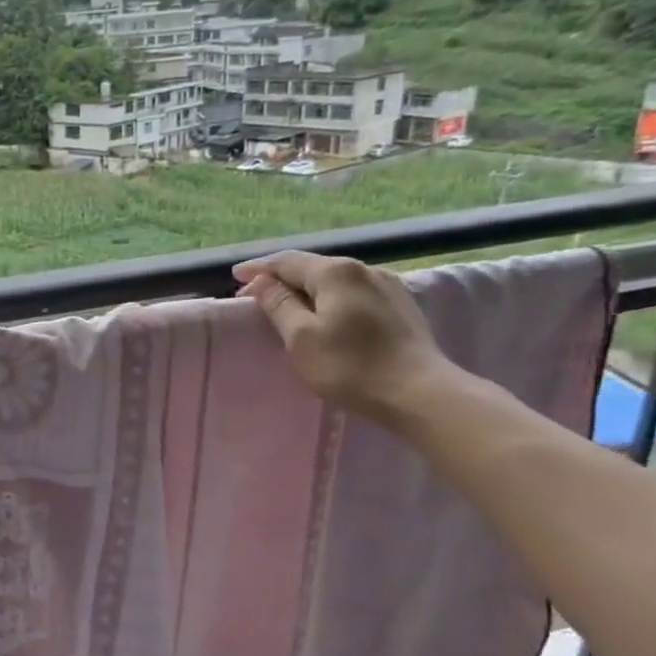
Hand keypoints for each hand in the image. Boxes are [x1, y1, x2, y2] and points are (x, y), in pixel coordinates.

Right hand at [232, 251, 453, 426]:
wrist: (420, 393)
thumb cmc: (351, 367)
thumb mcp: (301, 338)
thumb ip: (279, 305)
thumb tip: (262, 281)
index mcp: (335, 272)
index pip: (286, 262)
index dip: (258, 269)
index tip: (235, 277)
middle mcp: (363, 269)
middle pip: (312, 267)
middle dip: (282, 279)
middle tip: (256, 296)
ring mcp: (387, 286)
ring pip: (335, 280)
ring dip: (307, 290)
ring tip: (288, 305)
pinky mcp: (400, 306)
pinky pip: (354, 293)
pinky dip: (331, 298)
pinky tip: (326, 313)